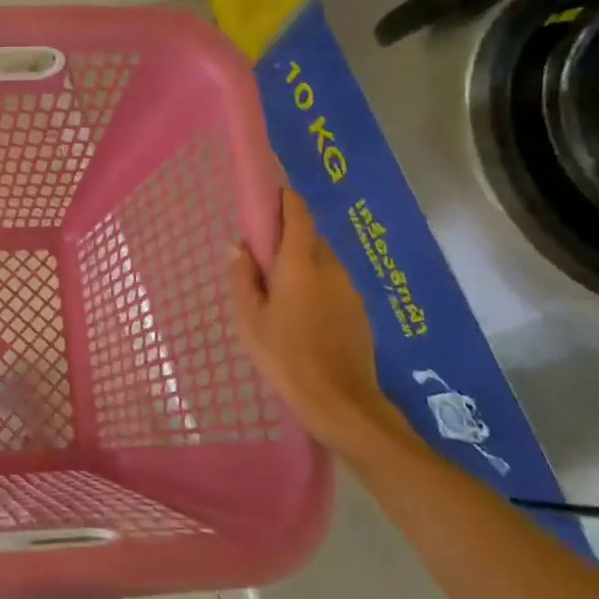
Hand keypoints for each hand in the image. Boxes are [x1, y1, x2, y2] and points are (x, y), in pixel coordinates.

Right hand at [228, 189, 408, 462]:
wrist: (340, 403)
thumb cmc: (285, 357)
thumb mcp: (250, 320)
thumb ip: (242, 279)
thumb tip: (239, 248)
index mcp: (300, 265)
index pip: (298, 216)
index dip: (285, 200)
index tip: (269, 196)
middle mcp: (330, 269)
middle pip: (311, 238)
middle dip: (289, 237)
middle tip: (262, 255)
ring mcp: (350, 291)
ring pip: (324, 262)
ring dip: (303, 263)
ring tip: (279, 289)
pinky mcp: (359, 312)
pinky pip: (333, 285)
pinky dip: (317, 285)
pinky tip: (302, 313)